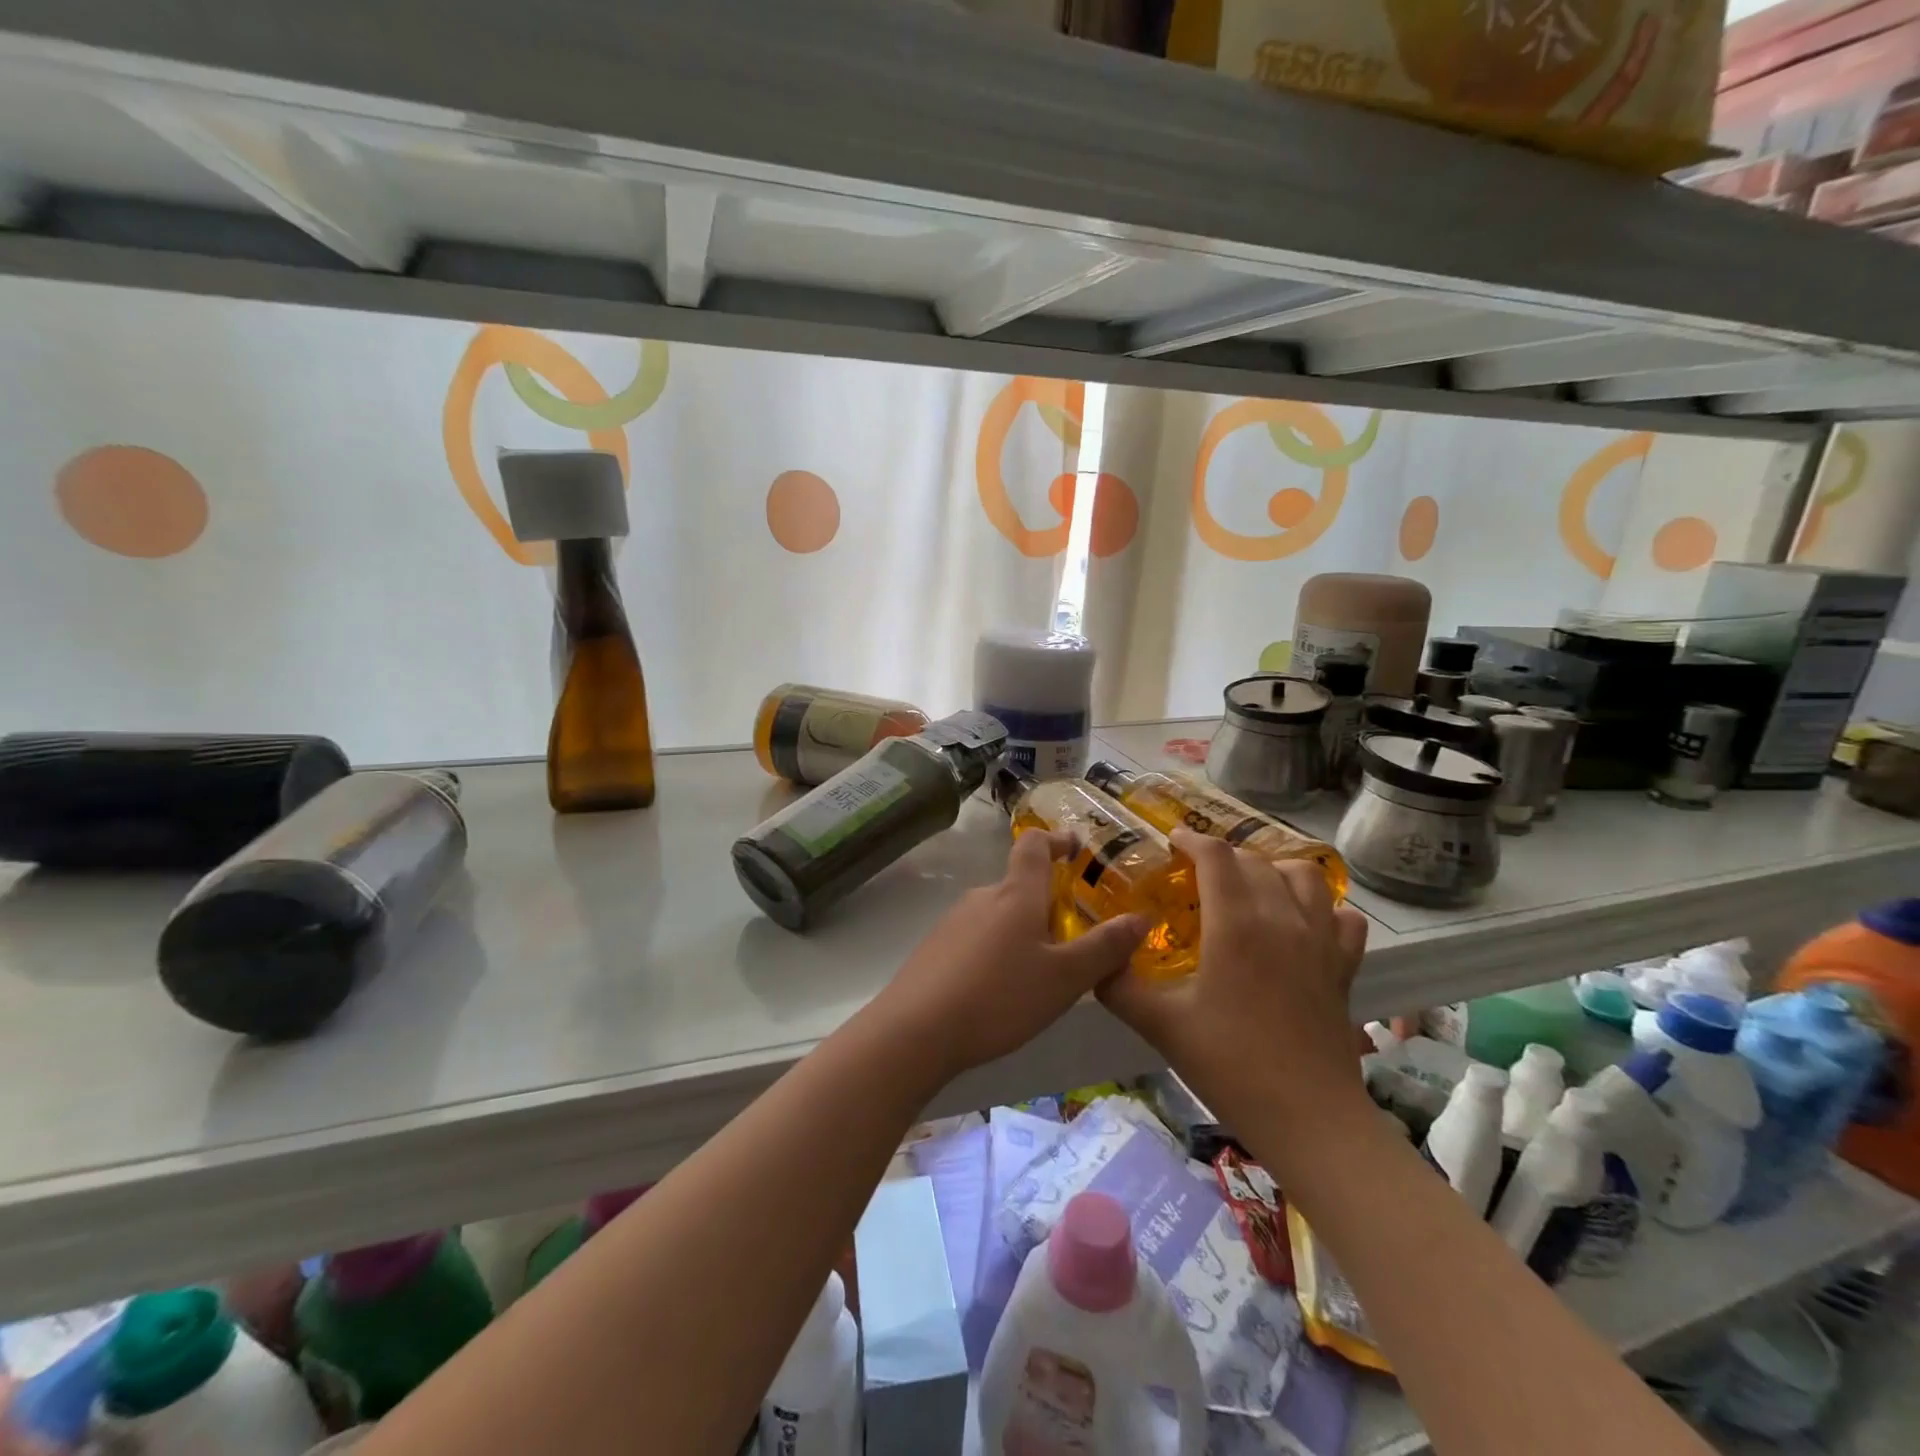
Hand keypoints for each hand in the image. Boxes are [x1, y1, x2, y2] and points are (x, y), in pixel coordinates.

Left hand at [872, 829, 1146, 1080]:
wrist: (914, 1031)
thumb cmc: (998, 997)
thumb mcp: (1064, 978)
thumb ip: (1104, 948)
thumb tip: (1140, 917)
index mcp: (1015, 894)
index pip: (1035, 845)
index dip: (1058, 840)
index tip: (1077, 848)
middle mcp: (982, 897)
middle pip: (1020, 886)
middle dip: (1048, 904)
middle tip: (1074, 939)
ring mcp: (953, 922)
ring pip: (999, 915)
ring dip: (1023, 931)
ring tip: (1042, 974)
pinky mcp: (934, 949)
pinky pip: (976, 938)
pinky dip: (997, 951)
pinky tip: (1001, 991)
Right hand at [1100, 830, 1368, 1121]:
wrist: (1309, 1118)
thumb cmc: (1229, 1065)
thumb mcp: (1159, 1024)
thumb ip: (1118, 985)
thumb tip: (1096, 961)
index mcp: (1236, 923)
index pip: (1216, 856)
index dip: (1192, 840)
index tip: (1173, 842)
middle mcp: (1282, 918)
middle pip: (1255, 861)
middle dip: (1222, 857)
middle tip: (1197, 874)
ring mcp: (1320, 941)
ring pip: (1304, 876)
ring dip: (1274, 869)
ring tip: (1250, 886)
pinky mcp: (1344, 967)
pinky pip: (1342, 917)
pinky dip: (1322, 908)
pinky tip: (1302, 922)